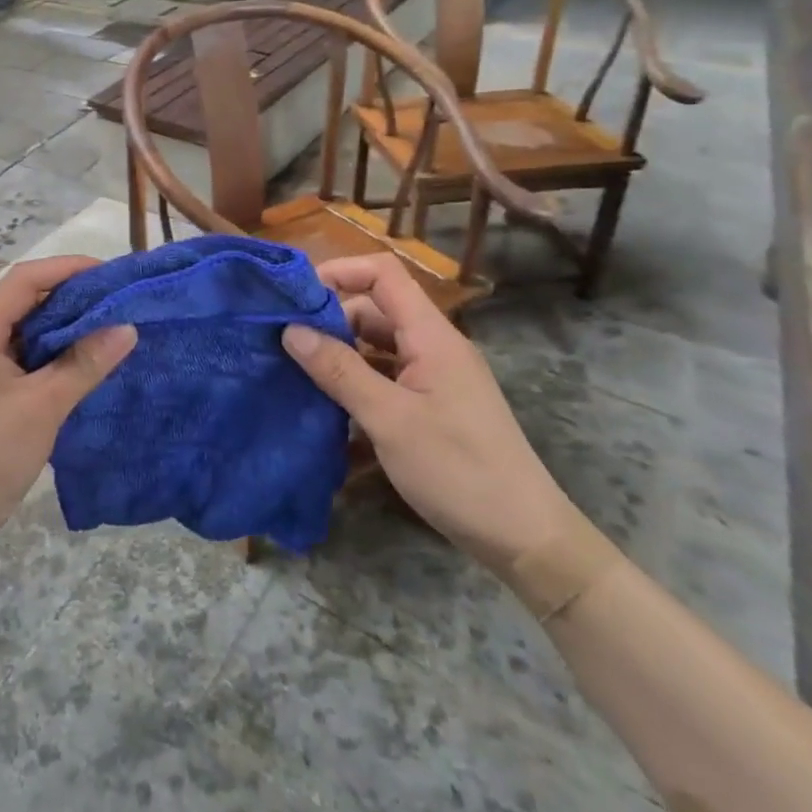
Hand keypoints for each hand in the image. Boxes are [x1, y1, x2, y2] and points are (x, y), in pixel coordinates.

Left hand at [0, 255, 135, 555]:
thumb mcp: (41, 408)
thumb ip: (84, 364)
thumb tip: (127, 327)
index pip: (24, 280)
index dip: (67, 268)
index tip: (110, 274)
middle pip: (24, 299)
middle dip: (70, 294)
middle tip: (117, 300)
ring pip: (25, 328)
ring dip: (63, 324)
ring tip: (108, 325)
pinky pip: (23, 355)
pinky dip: (53, 351)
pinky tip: (83, 360)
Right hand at [282, 253, 571, 572]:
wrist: (526, 539)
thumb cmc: (458, 470)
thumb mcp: (389, 420)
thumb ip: (339, 371)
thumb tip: (291, 330)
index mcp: (431, 336)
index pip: (384, 274)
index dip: (340, 272)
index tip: (296, 295)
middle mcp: (434, 348)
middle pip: (375, 311)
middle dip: (330, 320)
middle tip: (285, 344)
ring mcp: (435, 379)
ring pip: (378, 348)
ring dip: (340, 356)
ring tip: (296, 374)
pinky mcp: (433, 408)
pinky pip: (387, 379)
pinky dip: (357, 386)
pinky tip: (327, 411)